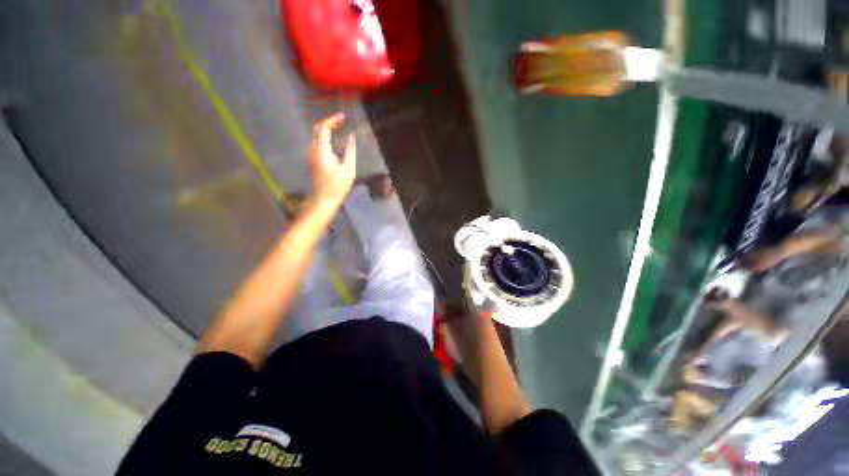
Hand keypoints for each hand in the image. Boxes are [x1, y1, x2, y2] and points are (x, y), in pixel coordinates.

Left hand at [309, 113, 355, 204]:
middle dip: (329, 123)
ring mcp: (311, 156)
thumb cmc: (337, 186)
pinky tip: (335, 143)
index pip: (323, 127)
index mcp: (322, 150)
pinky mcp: (313, 161)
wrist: (323, 200)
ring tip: (340, 130)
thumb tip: (351, 137)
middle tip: (341, 121)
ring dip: (327, 131)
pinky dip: (326, 139)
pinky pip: (318, 144)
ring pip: (317, 137)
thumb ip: (350, 151)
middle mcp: (313, 150)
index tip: (343, 117)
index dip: (333, 119)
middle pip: (317, 130)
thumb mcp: (348, 168)